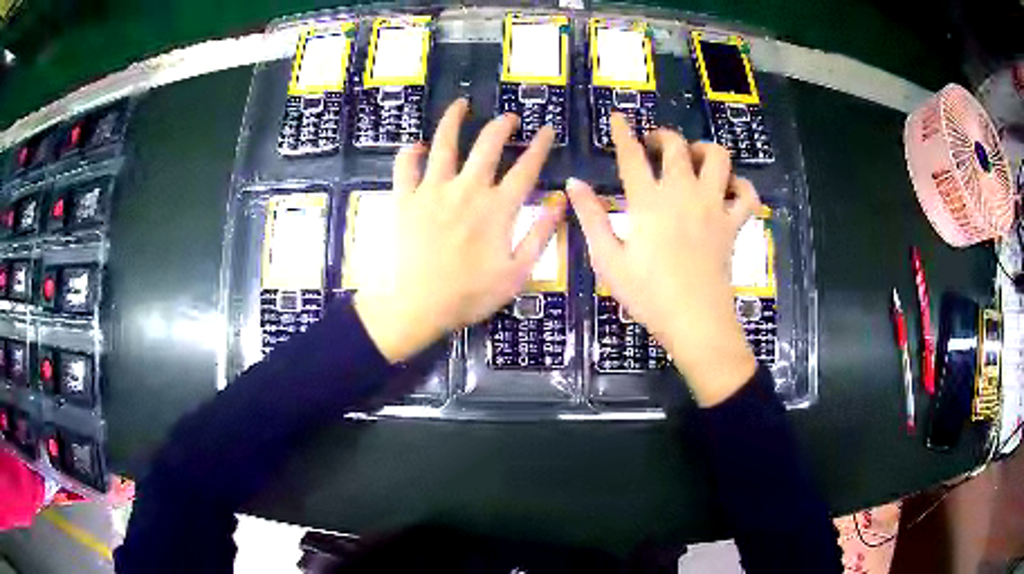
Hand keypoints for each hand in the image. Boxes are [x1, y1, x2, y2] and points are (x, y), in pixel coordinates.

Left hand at [355, 99, 564, 362]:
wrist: (419, 306)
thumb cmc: (471, 294)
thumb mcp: (517, 273)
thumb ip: (540, 234)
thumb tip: (559, 202)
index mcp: (498, 208)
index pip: (526, 167)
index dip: (540, 145)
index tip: (547, 129)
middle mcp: (467, 189)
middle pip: (488, 145)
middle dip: (502, 125)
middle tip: (509, 117)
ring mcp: (433, 191)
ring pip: (444, 144)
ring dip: (453, 120)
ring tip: (461, 104)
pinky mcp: (406, 199)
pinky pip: (405, 167)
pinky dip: (409, 153)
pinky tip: (415, 145)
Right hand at [567, 114, 760, 405]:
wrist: (695, 321)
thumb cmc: (648, 294)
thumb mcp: (608, 259)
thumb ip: (590, 217)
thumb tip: (573, 183)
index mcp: (648, 201)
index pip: (631, 155)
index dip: (622, 132)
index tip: (618, 117)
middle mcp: (683, 192)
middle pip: (677, 146)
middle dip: (663, 136)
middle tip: (654, 145)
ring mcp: (714, 206)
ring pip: (719, 158)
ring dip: (705, 150)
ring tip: (694, 159)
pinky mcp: (734, 224)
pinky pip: (747, 196)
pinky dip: (741, 187)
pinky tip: (729, 191)